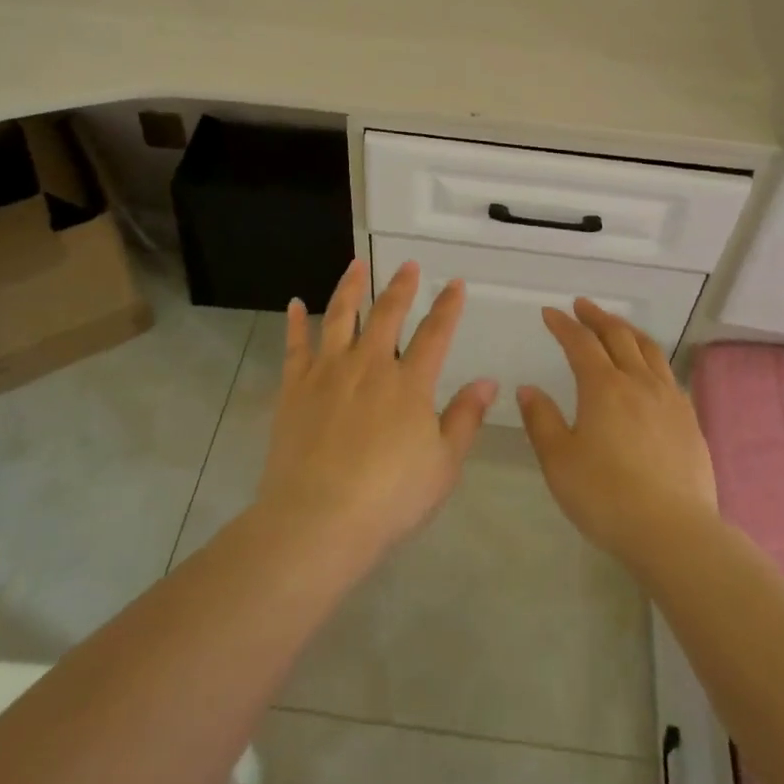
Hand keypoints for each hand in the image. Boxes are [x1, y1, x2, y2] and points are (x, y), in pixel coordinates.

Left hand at [256, 258, 495, 558]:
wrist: (318, 519)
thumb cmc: (390, 497)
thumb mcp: (443, 465)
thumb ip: (465, 418)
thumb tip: (488, 381)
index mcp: (410, 383)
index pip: (435, 334)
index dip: (448, 307)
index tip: (455, 284)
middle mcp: (370, 365)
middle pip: (387, 314)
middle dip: (401, 287)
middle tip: (408, 265)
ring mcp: (328, 372)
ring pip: (340, 317)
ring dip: (350, 287)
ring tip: (356, 265)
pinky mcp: (294, 387)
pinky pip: (295, 345)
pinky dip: (295, 322)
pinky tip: (295, 303)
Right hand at [518, 299, 717, 567]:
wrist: (672, 530)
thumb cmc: (605, 495)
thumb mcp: (559, 461)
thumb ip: (541, 420)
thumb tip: (528, 389)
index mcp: (603, 387)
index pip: (580, 343)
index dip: (564, 325)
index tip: (550, 313)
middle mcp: (638, 382)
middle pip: (618, 336)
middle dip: (597, 317)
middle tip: (583, 306)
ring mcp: (669, 399)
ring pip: (649, 350)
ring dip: (628, 331)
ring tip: (617, 326)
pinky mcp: (689, 420)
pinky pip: (668, 374)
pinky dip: (651, 359)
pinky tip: (649, 371)